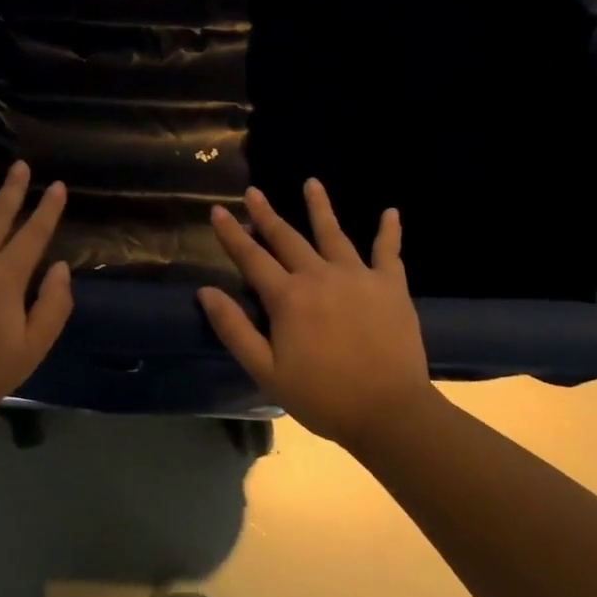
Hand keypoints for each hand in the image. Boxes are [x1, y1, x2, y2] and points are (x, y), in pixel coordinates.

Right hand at [198, 180, 433, 449]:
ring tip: (311, 183)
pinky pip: (388, 251)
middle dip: (267, 214)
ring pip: (333, 233)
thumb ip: (234, 329)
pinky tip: (390, 212)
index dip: (232, 233)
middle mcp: (319, 275)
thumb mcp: (266, 370)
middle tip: (253, 191)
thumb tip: (205, 291)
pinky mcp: (390, 286)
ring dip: (319, 207)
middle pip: (287, 238)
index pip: (251, 257)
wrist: (389, 412)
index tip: (217, 210)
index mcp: (288, 297)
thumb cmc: (322, 396)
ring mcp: (358, 276)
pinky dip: (389, 231)